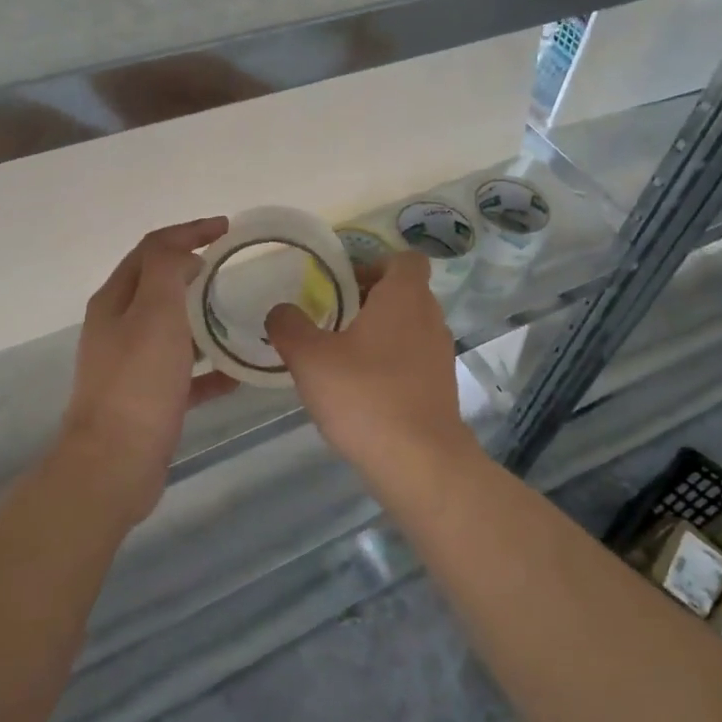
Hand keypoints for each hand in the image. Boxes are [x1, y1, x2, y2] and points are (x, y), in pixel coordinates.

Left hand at [58, 219, 238, 522]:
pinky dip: (208, 367)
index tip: (226, 228)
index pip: (151, 249)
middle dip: (193, 270)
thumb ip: (167, 271)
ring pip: (172, 329)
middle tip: (233, 268)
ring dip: (202, 317)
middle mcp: (118, 327)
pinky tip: (238, 373)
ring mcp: (131, 365)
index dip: (187, 232)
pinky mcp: (148, 399)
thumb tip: (184, 255)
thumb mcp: (154, 312)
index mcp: (115, 300)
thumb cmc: (138, 382)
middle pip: (158, 285)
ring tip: (241, 314)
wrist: (115, 463)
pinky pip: (184, 374)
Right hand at [265, 251, 479, 491]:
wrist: (419, 462)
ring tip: (340, 355)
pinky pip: (413, 358)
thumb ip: (289, 326)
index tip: (341, 283)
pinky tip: (360, 389)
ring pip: (408, 327)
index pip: (404, 259)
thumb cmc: (365, 396)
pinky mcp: (441, 387)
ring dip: (378, 332)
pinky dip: (390, 362)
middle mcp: (431, 318)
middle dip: (367, 299)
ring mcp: (440, 354)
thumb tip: (280, 311)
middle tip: (330, 317)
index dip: (373, 263)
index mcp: (405, 297)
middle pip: (404, 292)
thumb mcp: (310, 358)